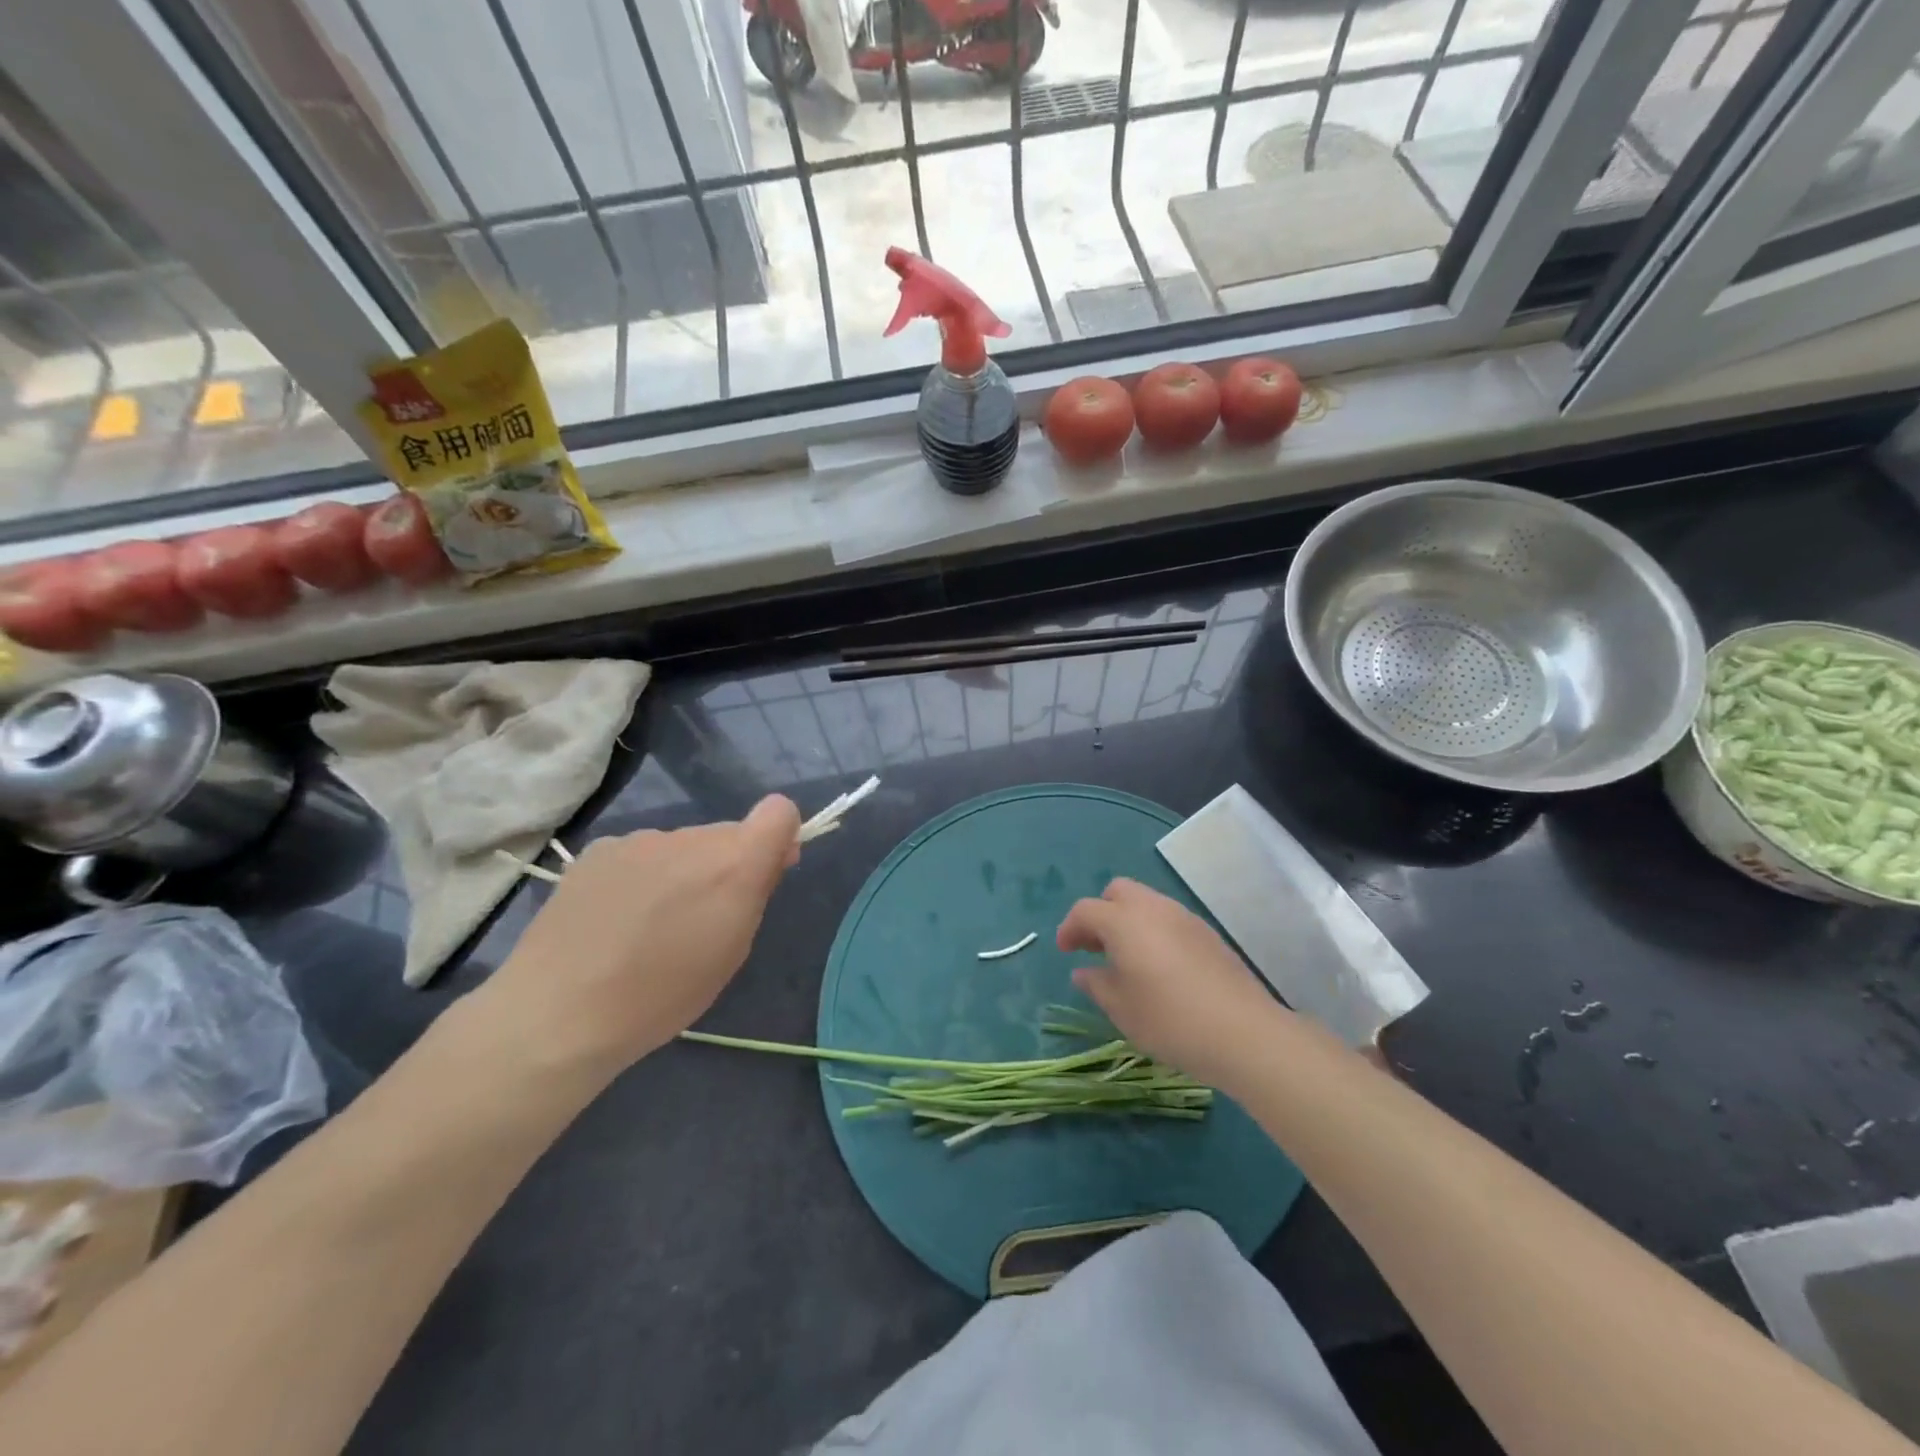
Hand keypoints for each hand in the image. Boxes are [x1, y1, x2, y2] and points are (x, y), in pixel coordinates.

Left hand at [481, 795, 800, 1072]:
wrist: (560, 1011)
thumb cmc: (662, 995)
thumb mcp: (731, 952)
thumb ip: (756, 894)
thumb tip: (769, 858)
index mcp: (734, 864)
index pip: (778, 811)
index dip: (779, 836)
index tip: (765, 872)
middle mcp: (691, 838)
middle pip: (727, 834)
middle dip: (726, 864)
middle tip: (699, 917)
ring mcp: (641, 839)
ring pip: (683, 845)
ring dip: (681, 870)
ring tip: (648, 923)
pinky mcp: (600, 848)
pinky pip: (641, 853)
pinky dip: (641, 875)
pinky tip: (614, 917)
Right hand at [1056, 878, 1288, 1089]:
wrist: (1243, 1033)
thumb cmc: (1170, 1020)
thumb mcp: (1122, 1009)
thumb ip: (1097, 984)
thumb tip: (1083, 971)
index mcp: (1124, 922)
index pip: (1086, 910)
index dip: (1070, 928)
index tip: (1066, 952)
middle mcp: (1153, 908)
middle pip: (1118, 891)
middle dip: (1100, 912)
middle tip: (1095, 947)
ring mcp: (1184, 917)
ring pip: (1146, 902)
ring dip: (1128, 920)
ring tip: (1126, 958)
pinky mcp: (1207, 933)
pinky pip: (1169, 918)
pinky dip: (1153, 930)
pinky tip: (1158, 966)